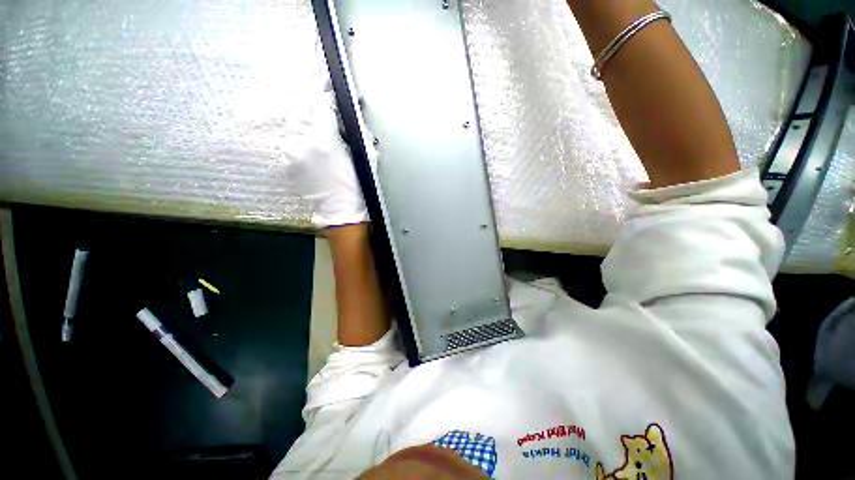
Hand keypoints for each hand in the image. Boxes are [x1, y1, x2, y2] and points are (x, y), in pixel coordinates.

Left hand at [288, 97, 368, 228]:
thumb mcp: (363, 156)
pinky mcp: (286, 162)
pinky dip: (299, 135)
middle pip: (303, 108)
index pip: (321, 104)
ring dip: (304, 118)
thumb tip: (348, 112)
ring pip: (294, 123)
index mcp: (324, 140)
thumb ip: (354, 130)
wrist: (341, 211)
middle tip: (321, 100)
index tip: (330, 92)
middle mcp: (301, 142)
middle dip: (313, 102)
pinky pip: (291, 140)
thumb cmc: (357, 186)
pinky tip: (309, 141)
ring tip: (315, 120)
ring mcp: (290, 153)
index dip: (327, 95)